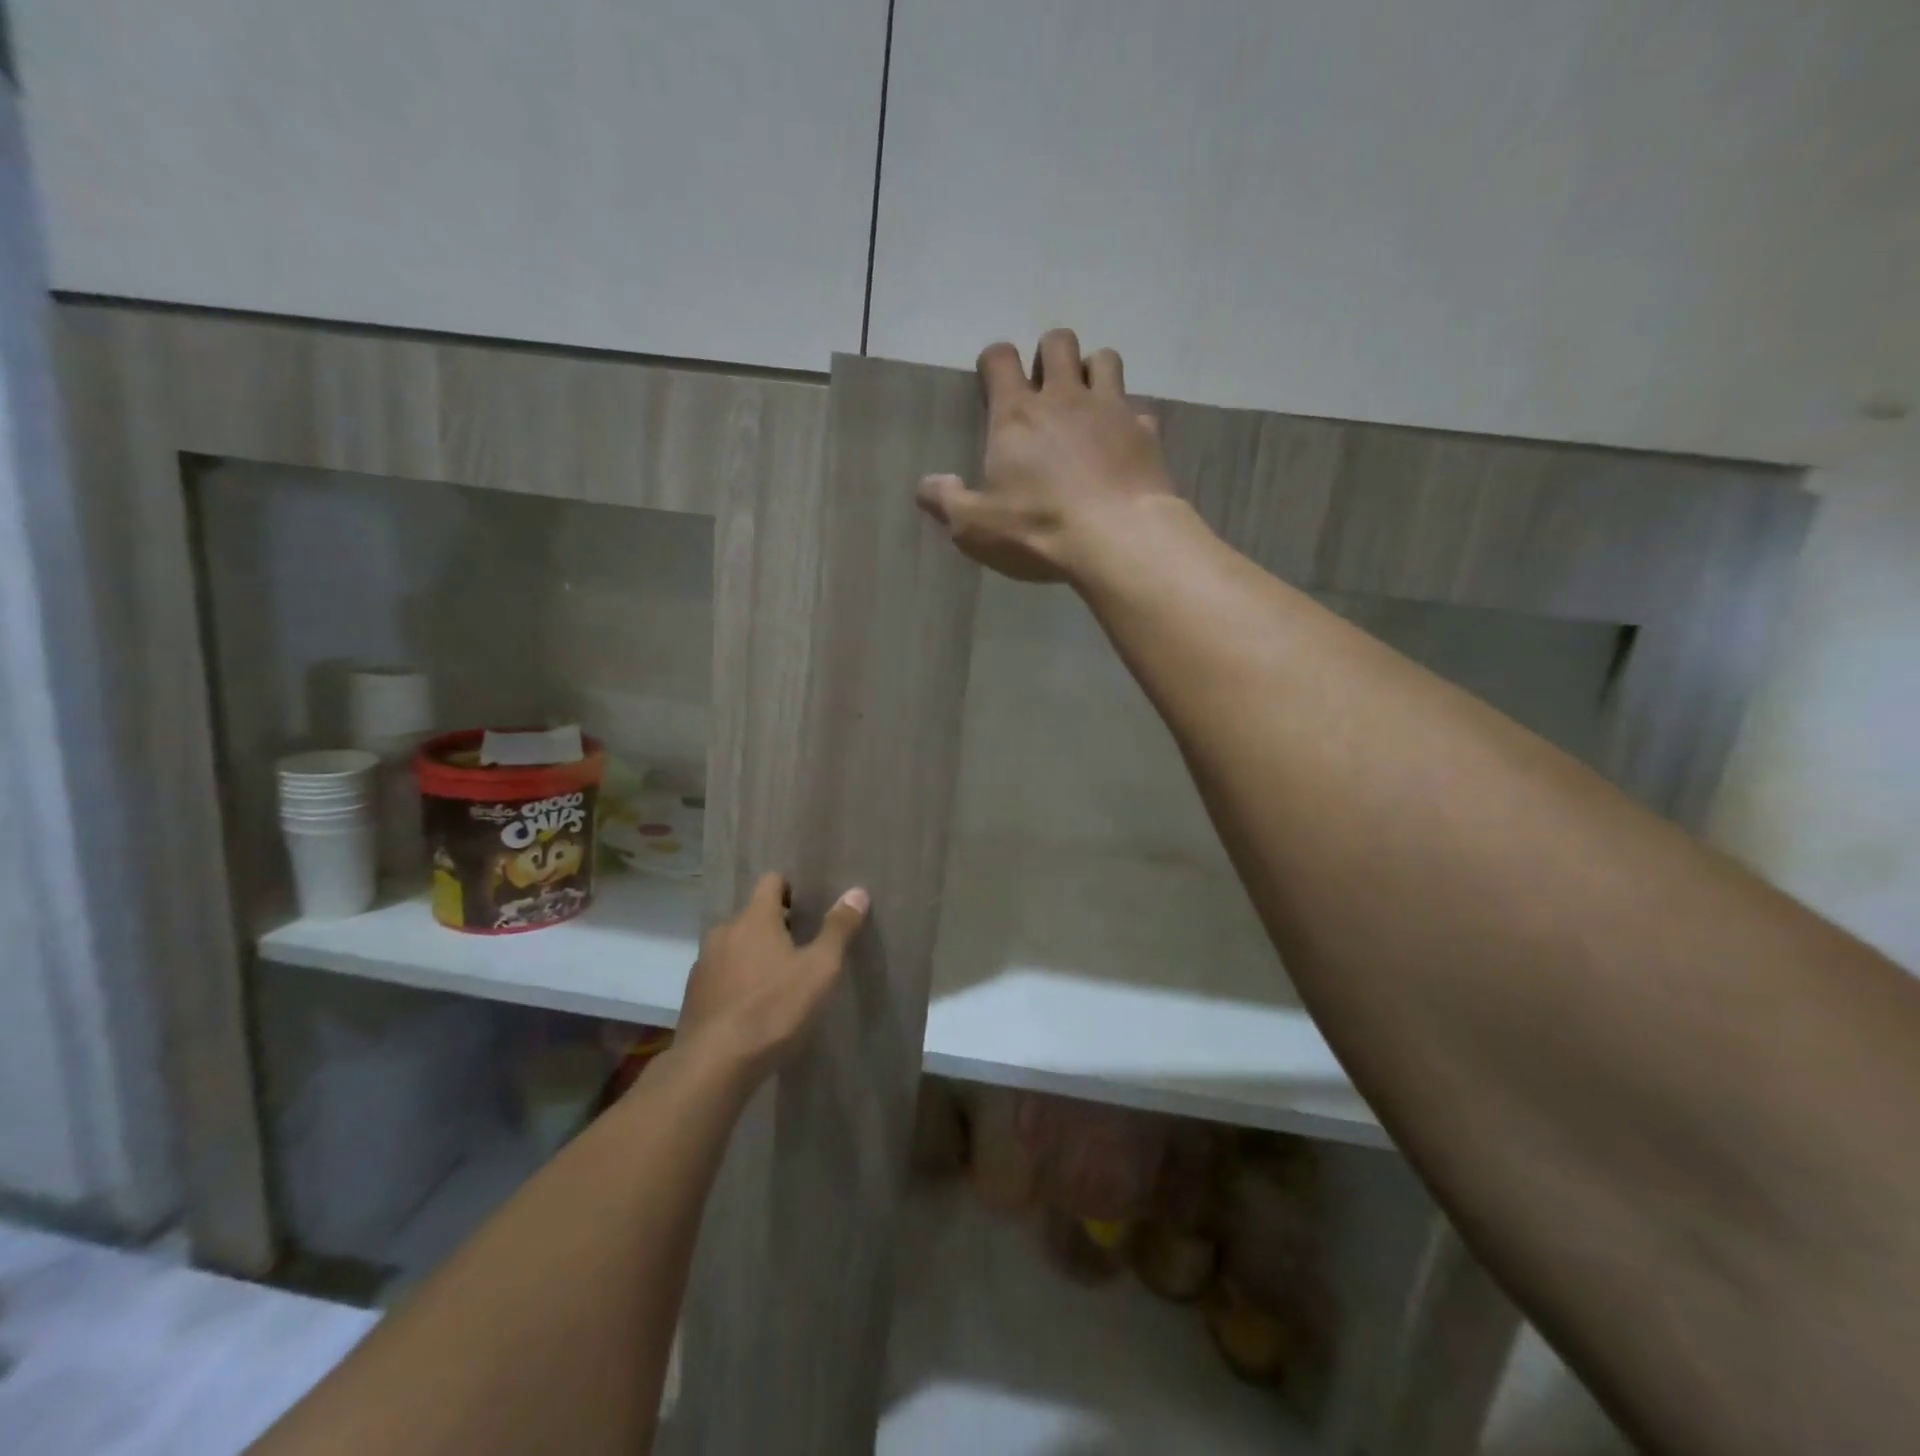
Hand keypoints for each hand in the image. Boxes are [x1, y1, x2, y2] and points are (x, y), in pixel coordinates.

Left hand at [674, 872, 869, 1083]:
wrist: (714, 1065)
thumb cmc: (774, 1009)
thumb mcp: (820, 969)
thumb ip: (838, 929)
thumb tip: (857, 892)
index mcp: (754, 918)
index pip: (771, 881)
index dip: (790, 889)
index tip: (808, 910)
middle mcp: (724, 931)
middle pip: (752, 916)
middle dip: (775, 927)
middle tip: (801, 950)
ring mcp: (704, 964)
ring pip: (734, 946)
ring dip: (754, 956)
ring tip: (778, 982)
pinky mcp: (693, 996)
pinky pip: (721, 975)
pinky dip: (737, 982)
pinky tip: (753, 1009)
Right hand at [916, 328, 1176, 582]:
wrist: (1118, 538)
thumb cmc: (1039, 530)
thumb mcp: (975, 527)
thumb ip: (946, 502)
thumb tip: (928, 484)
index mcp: (1016, 415)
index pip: (1000, 359)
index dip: (994, 362)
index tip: (993, 381)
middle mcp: (1064, 398)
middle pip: (1058, 342)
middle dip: (1049, 355)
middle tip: (1045, 389)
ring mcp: (1111, 409)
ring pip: (1104, 358)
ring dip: (1093, 372)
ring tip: (1086, 403)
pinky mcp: (1146, 432)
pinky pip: (1138, 409)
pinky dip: (1128, 419)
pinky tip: (1122, 443)